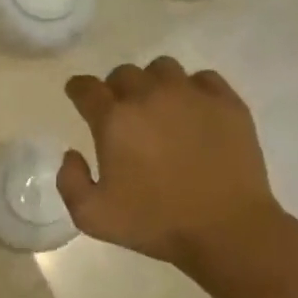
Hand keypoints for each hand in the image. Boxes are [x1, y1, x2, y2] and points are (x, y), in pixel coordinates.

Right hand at [57, 57, 284, 271]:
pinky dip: (191, 89)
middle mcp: (150, 96)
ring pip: (162, 69)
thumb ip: (69, 181)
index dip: (78, 89)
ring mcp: (192, 95)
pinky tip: (192, 111)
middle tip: (120, 112)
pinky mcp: (227, 103)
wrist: (225, 228)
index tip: (78, 94)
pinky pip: (202, 79)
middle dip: (115, 89)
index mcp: (114, 120)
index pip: (87, 88)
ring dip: (152, 84)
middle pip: (124, 74)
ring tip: (157, 108)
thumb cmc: (153, 223)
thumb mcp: (91, 216)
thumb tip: (72, 154)